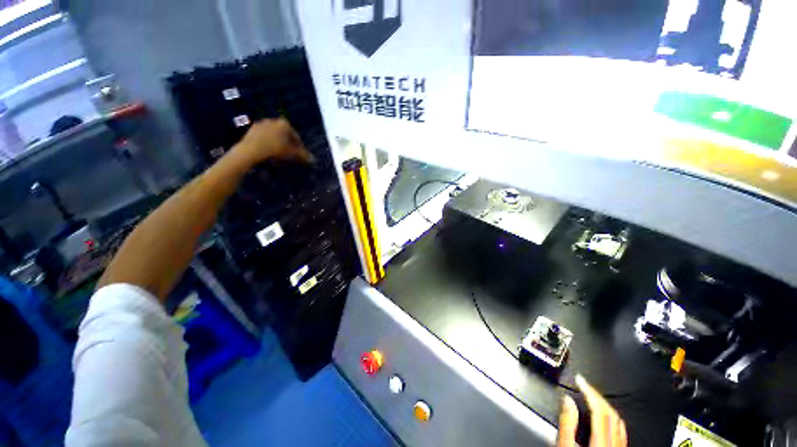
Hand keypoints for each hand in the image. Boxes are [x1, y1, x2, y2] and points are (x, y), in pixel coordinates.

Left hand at [229, 118, 312, 167]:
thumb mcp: (292, 153)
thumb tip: (314, 160)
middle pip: (285, 135)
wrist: (251, 150)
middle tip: (290, 156)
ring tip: (279, 157)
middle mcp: (273, 120)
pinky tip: (268, 153)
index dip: (300, 148)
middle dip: (288, 145)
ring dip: (278, 145)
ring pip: (274, 136)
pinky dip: (268, 144)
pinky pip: (264, 138)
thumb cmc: (275, 149)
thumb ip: (303, 155)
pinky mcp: (251, 130)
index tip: (300, 156)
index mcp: (285, 123)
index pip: (297, 137)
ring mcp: (261, 124)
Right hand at [558, 375, 627, 446]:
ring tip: (592, 397)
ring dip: (605, 405)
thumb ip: (567, 424)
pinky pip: (621, 430)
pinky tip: (605, 416)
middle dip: (597, 395)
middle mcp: (615, 444)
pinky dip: (612, 417)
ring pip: (619, 421)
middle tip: (584, 385)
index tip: (580, 380)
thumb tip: (567, 400)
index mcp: (601, 442)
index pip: (600, 409)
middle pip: (611, 413)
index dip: (590, 391)